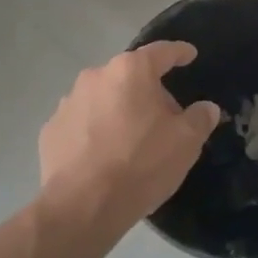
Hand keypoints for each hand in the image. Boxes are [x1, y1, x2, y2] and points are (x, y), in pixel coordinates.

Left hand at [38, 42, 220, 238]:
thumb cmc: (141, 164)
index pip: (161, 52)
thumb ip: (199, 118)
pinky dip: (94, 131)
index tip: (189, 55)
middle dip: (148, 91)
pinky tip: (103, 156)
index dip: (179, 53)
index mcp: (130, 71)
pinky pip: (81, 123)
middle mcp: (96, 76)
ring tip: (131, 140)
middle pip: (130, 76)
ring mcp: (68, 102)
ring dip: (118, 111)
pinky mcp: (51, 129)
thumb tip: (206, 108)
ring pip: (103, 98)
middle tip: (165, 118)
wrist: (83, 205)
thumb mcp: (185, 143)